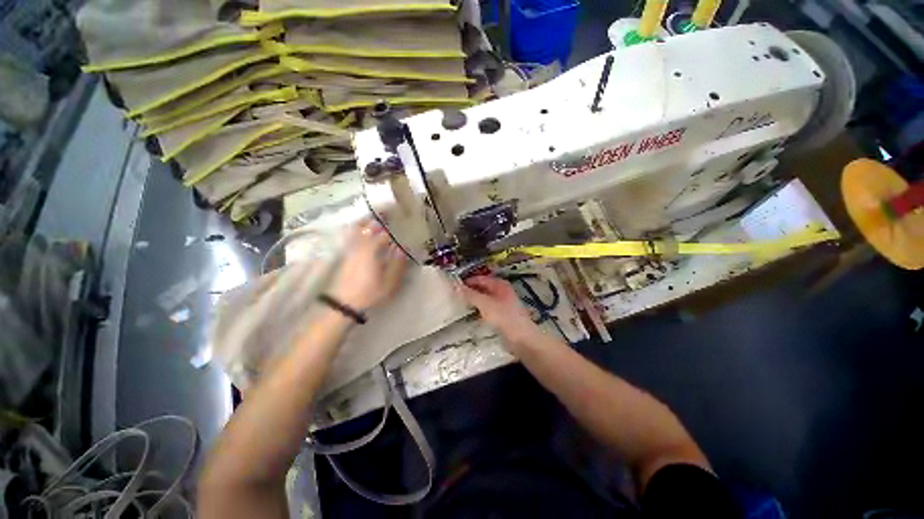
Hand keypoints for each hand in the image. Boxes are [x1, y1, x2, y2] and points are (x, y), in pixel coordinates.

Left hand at [328, 220, 406, 311]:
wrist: (344, 303)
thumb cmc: (369, 293)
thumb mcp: (389, 283)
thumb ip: (397, 264)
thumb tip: (403, 249)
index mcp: (371, 251)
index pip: (383, 234)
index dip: (392, 227)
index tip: (400, 222)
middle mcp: (360, 246)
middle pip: (369, 227)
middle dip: (379, 220)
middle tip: (389, 215)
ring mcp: (351, 249)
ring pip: (358, 230)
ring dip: (367, 223)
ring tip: (376, 219)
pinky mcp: (346, 255)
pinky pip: (351, 236)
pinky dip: (357, 229)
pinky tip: (361, 229)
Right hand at [458, 276, 539, 350]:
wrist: (522, 339)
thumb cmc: (504, 317)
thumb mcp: (485, 304)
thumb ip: (470, 295)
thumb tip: (455, 286)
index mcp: (499, 284)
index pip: (480, 279)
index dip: (467, 281)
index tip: (452, 285)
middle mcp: (501, 291)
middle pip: (482, 287)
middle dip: (469, 290)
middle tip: (453, 294)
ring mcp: (502, 303)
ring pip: (484, 298)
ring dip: (473, 300)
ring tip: (458, 303)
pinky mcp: (501, 315)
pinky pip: (487, 308)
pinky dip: (478, 308)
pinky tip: (470, 313)